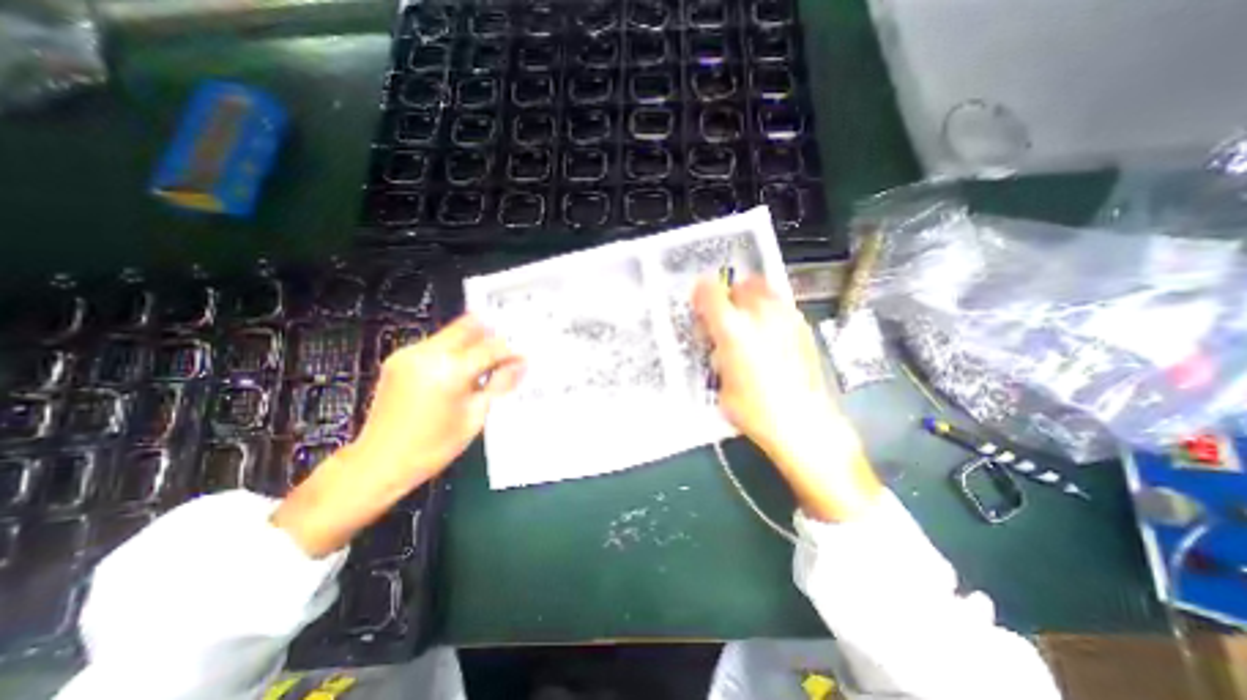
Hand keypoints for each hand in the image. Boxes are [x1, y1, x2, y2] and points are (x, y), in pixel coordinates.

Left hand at [272, 317, 522, 556]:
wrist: (379, 462)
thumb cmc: (433, 447)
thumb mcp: (475, 417)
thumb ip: (499, 385)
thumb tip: (520, 365)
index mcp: (450, 371)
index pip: (491, 347)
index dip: (510, 351)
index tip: (521, 359)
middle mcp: (428, 354)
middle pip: (469, 326)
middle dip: (491, 337)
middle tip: (504, 354)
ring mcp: (410, 353)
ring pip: (452, 332)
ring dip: (472, 343)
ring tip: (482, 367)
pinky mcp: (399, 358)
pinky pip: (437, 344)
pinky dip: (454, 351)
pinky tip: (459, 372)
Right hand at [685, 275, 880, 522]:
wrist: (803, 424)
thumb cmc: (755, 411)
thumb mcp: (720, 385)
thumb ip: (717, 356)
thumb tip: (719, 345)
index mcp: (733, 329)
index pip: (709, 291)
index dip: (700, 293)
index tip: (698, 305)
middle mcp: (760, 314)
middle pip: (740, 284)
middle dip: (728, 296)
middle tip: (723, 316)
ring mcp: (786, 318)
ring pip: (764, 289)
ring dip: (750, 300)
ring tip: (747, 323)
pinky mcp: (803, 327)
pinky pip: (781, 306)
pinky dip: (769, 311)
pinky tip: (769, 334)